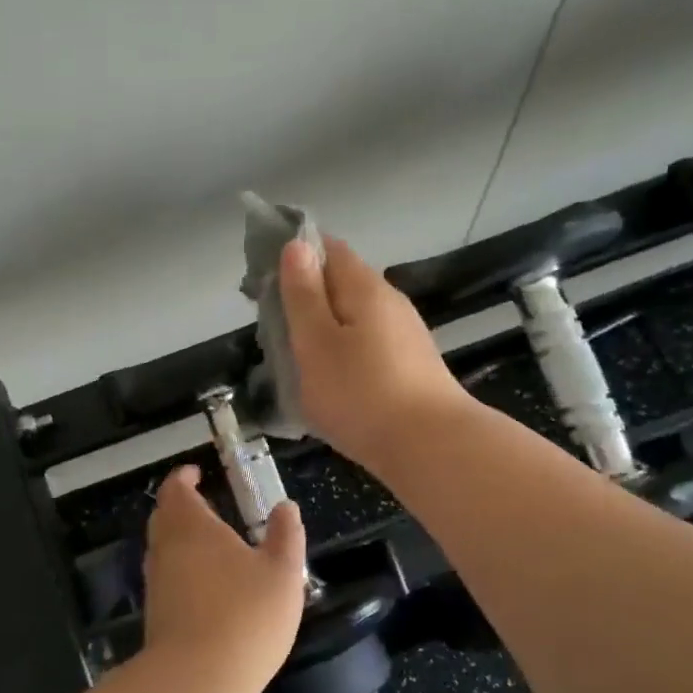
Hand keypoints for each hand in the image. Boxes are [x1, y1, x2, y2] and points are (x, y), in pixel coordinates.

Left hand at [142, 465, 306, 684]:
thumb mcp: (282, 572)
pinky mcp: (156, 614)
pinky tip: (205, 585)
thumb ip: (286, 535)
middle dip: (181, 506)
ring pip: (161, 548)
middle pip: (164, 517)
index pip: (176, 489)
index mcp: (192, 527)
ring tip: (209, 543)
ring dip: (179, 539)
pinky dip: (180, 569)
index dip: (184, 478)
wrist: (198, 678)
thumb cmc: (246, 615)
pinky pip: (165, 577)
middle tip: (205, 505)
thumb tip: (286, 506)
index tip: (196, 474)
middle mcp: (166, 549)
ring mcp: (156, 583)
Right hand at [279, 234, 473, 471]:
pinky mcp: (409, 367)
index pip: (327, 247)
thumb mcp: (316, 343)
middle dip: (305, 296)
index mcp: (364, 287)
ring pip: (353, 318)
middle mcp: (389, 302)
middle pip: (341, 283)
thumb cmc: (361, 394)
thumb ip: (304, 295)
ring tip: (294, 358)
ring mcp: (404, 335)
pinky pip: (366, 346)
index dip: (293, 254)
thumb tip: (297, 245)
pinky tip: (330, 381)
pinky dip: (342, 353)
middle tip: (271, 327)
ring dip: (323, 328)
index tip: (262, 280)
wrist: (430, 447)